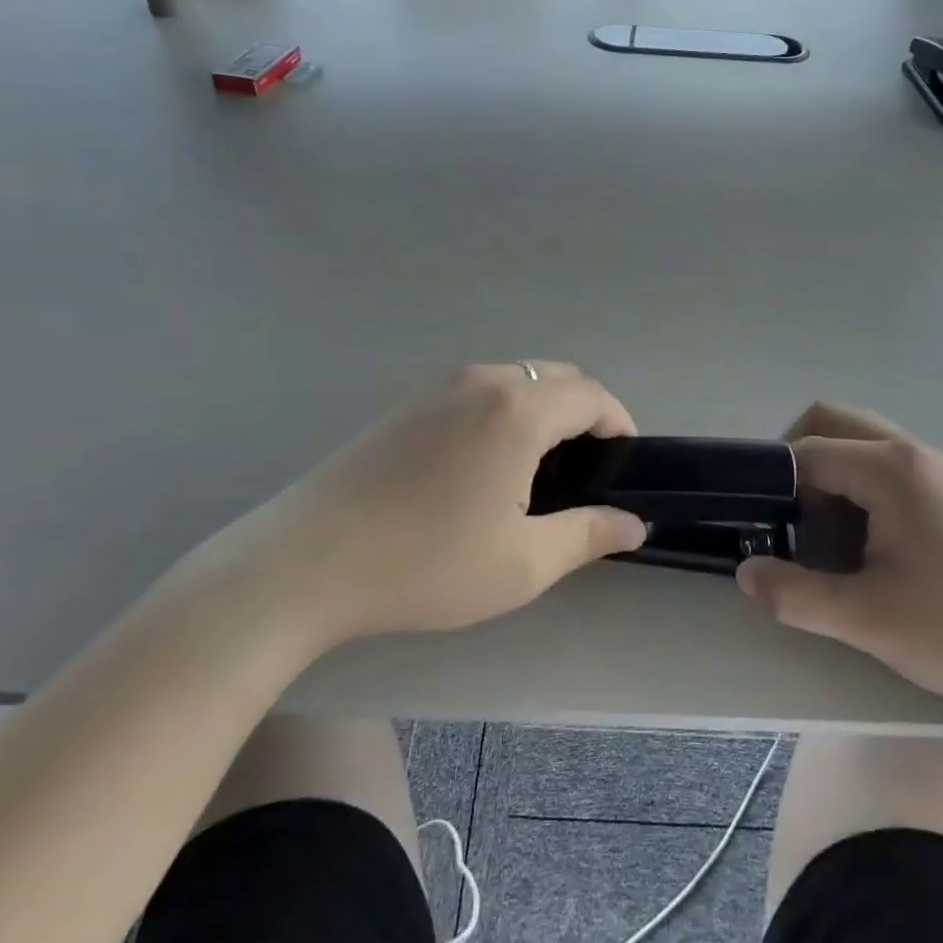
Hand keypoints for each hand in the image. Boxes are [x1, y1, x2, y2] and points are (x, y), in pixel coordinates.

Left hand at [206, 363, 646, 649]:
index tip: (624, 466)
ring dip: (544, 410)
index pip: (592, 395)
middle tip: (585, 472)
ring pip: (518, 379)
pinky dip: (506, 410)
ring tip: (538, 471)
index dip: (619, 425)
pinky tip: (485, 465)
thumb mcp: (521, 564)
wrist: (308, 560)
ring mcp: (442, 385)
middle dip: (585, 414)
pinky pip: (480, 389)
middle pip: (558, 377)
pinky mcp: (411, 400)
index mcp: (519, 409)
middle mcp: (485, 380)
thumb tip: (634, 523)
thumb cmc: (426, 563)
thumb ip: (588, 534)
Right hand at [736, 402, 942, 717]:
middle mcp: (912, 452)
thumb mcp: (869, 622)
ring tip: (827, 532)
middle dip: (798, 460)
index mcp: (890, 470)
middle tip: (790, 517)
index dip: (777, 485)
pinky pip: (887, 463)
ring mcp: (938, 468)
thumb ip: (796, 595)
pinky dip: (859, 483)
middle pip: (832, 422)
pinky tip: (868, 540)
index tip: (767, 528)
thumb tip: (745, 572)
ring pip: (861, 441)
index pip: (808, 450)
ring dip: (830, 471)